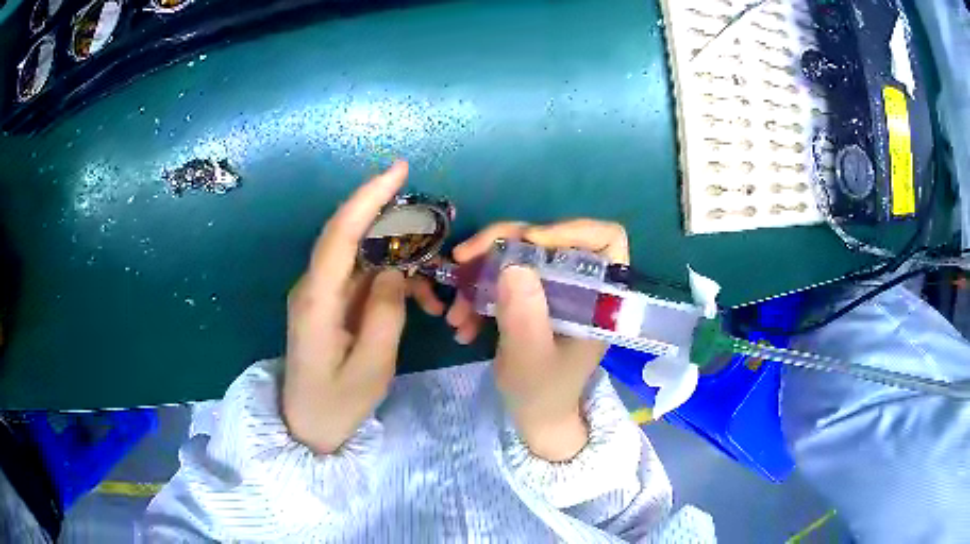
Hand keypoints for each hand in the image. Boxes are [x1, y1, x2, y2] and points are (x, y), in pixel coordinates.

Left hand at [283, 162, 408, 453]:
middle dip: (393, 217)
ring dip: (402, 257)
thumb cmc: (336, 404)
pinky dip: (395, 279)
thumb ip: (385, 314)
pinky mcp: (331, 302)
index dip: (369, 197)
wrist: (306, 425)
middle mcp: (314, 286)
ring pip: (363, 255)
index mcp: (316, 301)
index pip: (341, 234)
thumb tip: (396, 268)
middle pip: (351, 234)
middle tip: (438, 222)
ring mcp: (322, 293)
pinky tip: (421, 301)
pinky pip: (365, 277)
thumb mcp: (371, 368)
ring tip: (437, 281)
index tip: (399, 170)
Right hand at [450, 220, 630, 460]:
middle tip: (463, 259)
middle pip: (548, 239)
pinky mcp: (531, 297)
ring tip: (455, 313)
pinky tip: (460, 324)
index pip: (606, 239)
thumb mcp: (531, 359)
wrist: (534, 416)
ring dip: (480, 275)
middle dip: (501, 245)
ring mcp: (553, 289)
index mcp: (599, 297)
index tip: (528, 241)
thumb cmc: (543, 392)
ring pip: (519, 255)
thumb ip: (525, 316)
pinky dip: (478, 294)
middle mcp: (579, 285)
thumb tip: (513, 265)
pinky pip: (503, 278)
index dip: (571, 229)